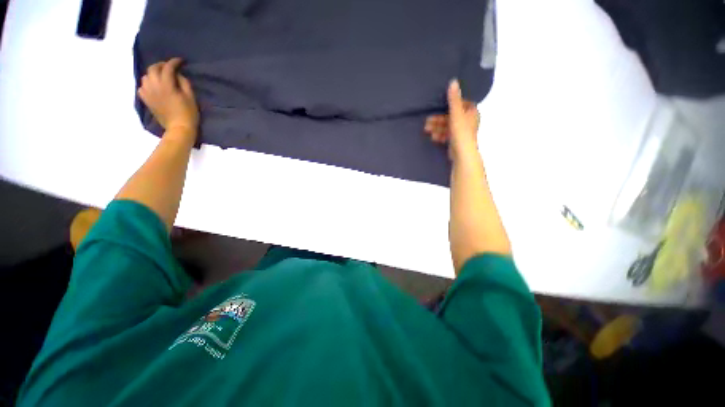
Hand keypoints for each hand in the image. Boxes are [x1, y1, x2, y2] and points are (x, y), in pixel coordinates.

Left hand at [138, 57, 198, 132]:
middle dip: (161, 65)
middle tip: (169, 67)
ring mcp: (148, 93)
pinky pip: (141, 87)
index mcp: (167, 85)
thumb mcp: (191, 97)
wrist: (179, 128)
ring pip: (146, 77)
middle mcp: (154, 86)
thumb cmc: (188, 114)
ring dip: (153, 74)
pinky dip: (147, 84)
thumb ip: (184, 83)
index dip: (174, 62)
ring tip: (160, 76)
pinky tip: (153, 87)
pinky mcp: (146, 100)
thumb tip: (178, 75)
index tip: (180, 61)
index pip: (168, 68)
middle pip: (153, 69)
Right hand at [424, 79, 479, 160]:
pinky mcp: (456, 141)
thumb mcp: (456, 114)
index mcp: (471, 112)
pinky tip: (433, 137)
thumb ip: (454, 99)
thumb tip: (453, 81)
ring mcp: (461, 132)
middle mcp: (468, 121)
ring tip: (427, 130)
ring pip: (447, 126)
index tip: (438, 106)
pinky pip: (447, 135)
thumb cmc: (461, 132)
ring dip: (437, 127)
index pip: (460, 104)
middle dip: (438, 119)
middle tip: (427, 121)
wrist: (462, 154)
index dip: (449, 105)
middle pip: (451, 116)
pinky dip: (440, 135)